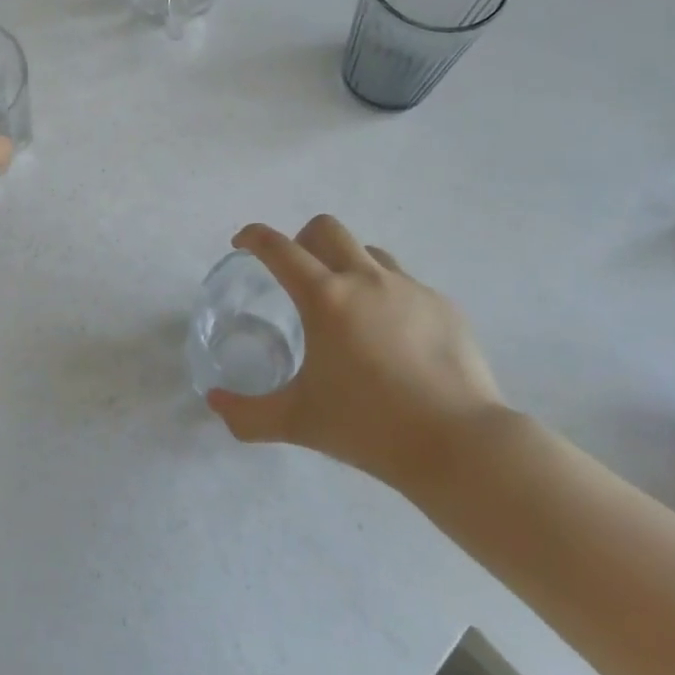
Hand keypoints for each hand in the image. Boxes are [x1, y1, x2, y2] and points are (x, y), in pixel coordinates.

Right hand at [207, 215, 505, 496]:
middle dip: (302, 239)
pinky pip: (406, 285)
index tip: (242, 243)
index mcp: (325, 298)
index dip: (254, 238)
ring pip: (370, 252)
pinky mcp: (444, 306)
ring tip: (348, 307)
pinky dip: (387, 297)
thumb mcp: (297, 423)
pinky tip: (393, 340)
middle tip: (297, 273)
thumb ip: (247, 414)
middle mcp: (366, 279)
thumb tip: (214, 403)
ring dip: (348, 265)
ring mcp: (410, 289)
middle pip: (326, 229)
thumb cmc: (369, 428)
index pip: (278, 248)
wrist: (460, 445)